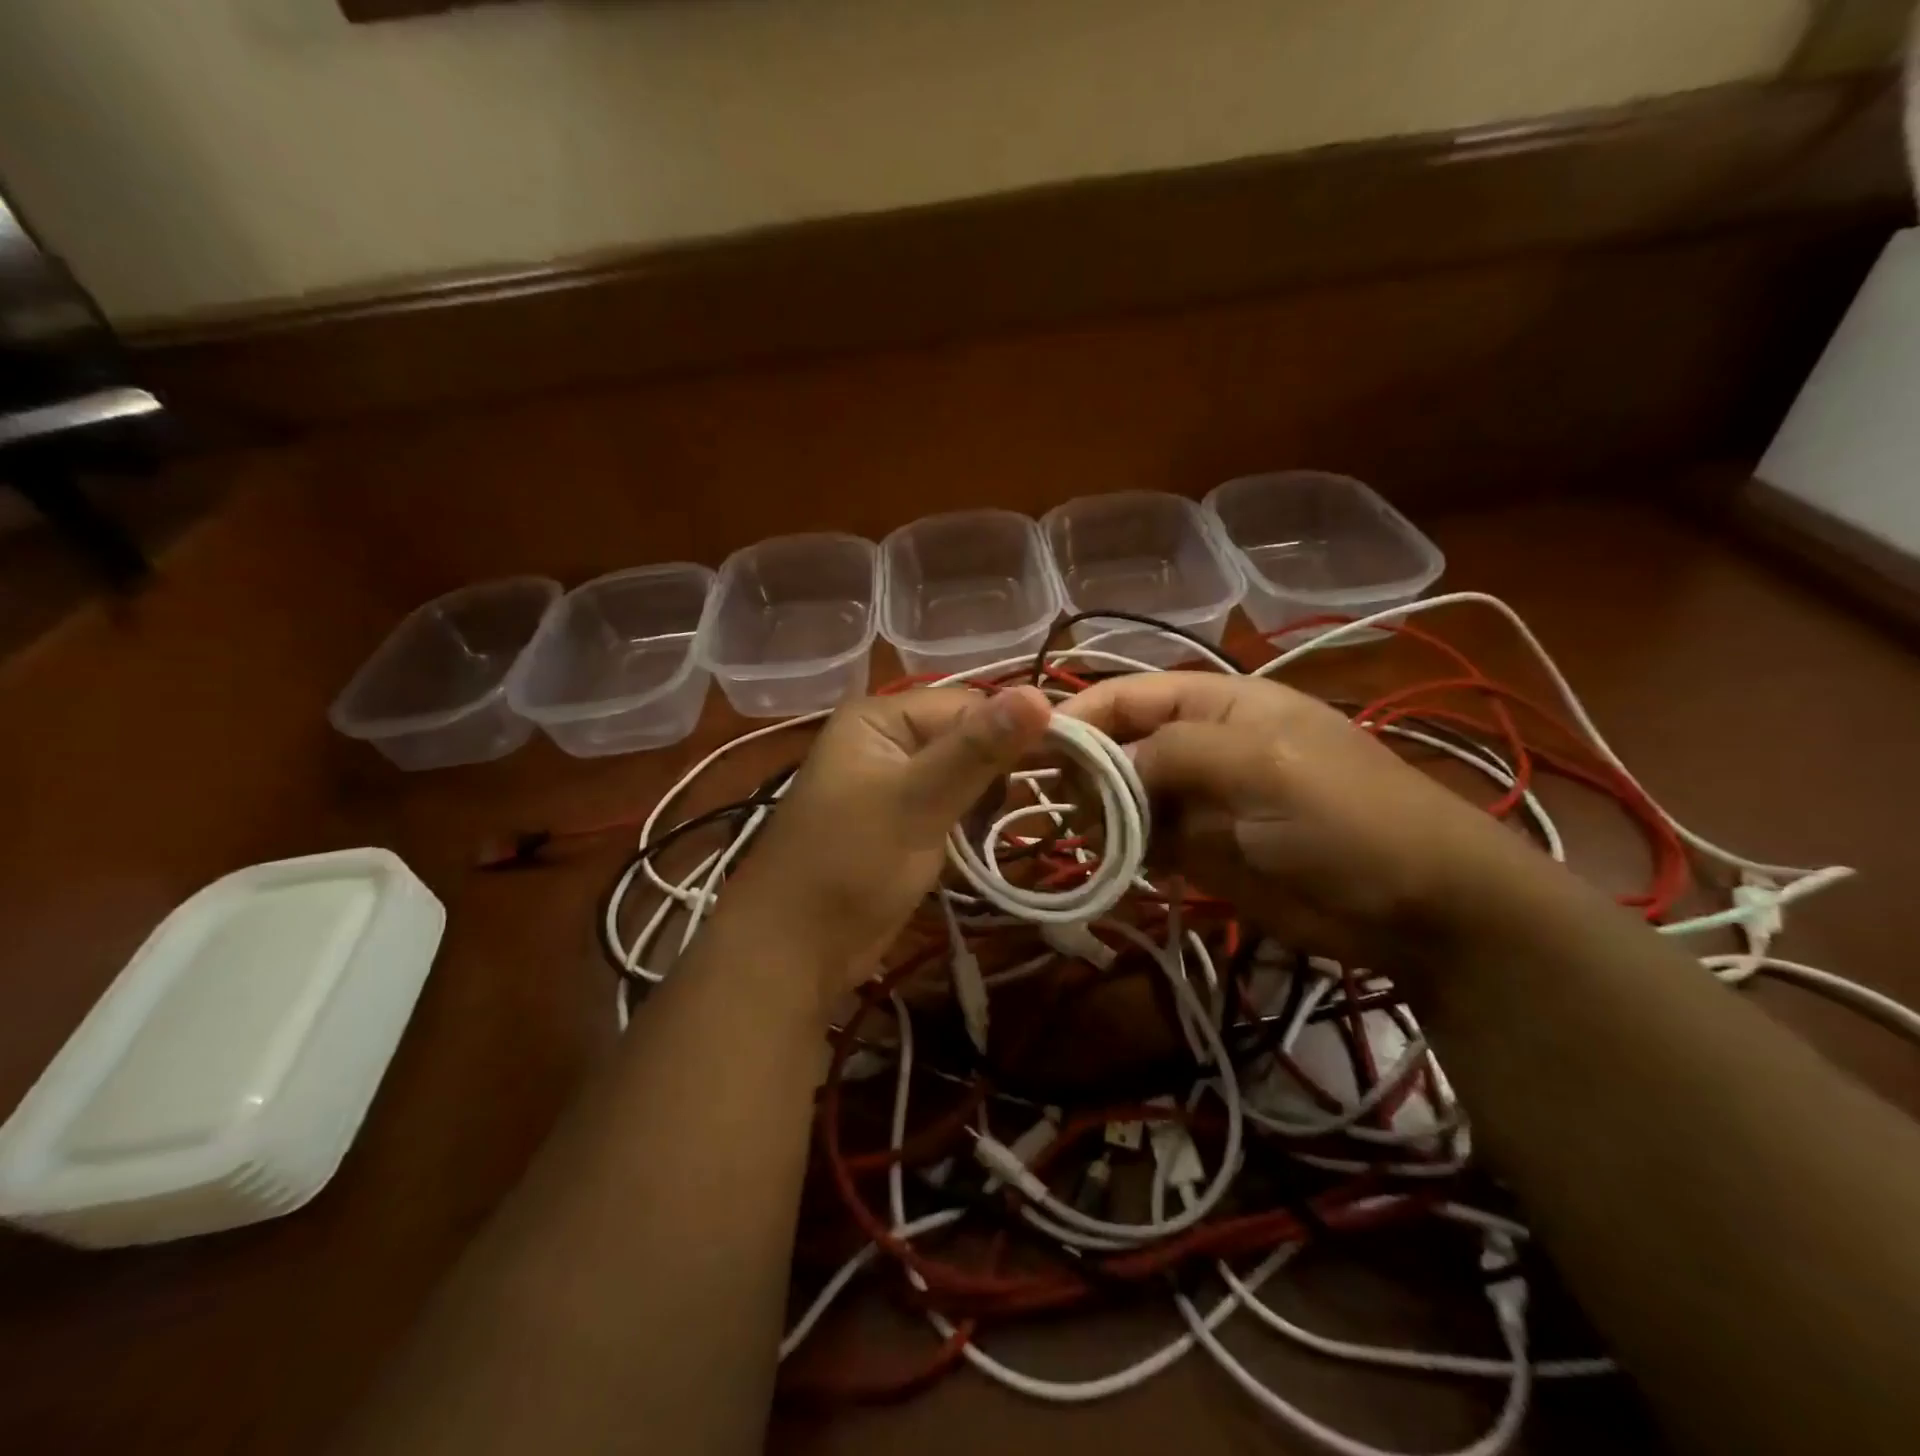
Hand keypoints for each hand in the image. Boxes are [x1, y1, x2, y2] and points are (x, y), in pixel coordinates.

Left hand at [720, 686, 1052, 999]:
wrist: (793, 950)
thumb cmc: (849, 864)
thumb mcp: (916, 801)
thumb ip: (977, 750)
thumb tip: (1042, 693)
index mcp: (881, 718)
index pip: (969, 704)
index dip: (1014, 730)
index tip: (1070, 760)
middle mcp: (886, 740)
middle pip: (967, 738)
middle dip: (1000, 770)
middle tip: (1038, 800)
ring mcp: (893, 783)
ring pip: (962, 775)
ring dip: (989, 799)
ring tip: (1008, 824)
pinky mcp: (901, 822)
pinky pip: (950, 806)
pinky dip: (971, 821)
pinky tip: (983, 842)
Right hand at [1058, 672, 1540, 963]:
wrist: (1417, 905)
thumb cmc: (1345, 815)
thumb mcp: (1262, 763)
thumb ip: (1174, 752)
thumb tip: (1102, 765)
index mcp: (1215, 703)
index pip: (1129, 694)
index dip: (1080, 713)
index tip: (1032, 746)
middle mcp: (1197, 745)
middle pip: (1117, 745)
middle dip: (1085, 771)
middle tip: (1069, 809)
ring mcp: (1196, 801)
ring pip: (1122, 797)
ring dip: (1098, 816)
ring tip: (1090, 842)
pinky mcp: (1198, 851)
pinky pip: (1141, 842)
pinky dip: (1119, 852)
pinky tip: (1110, 866)